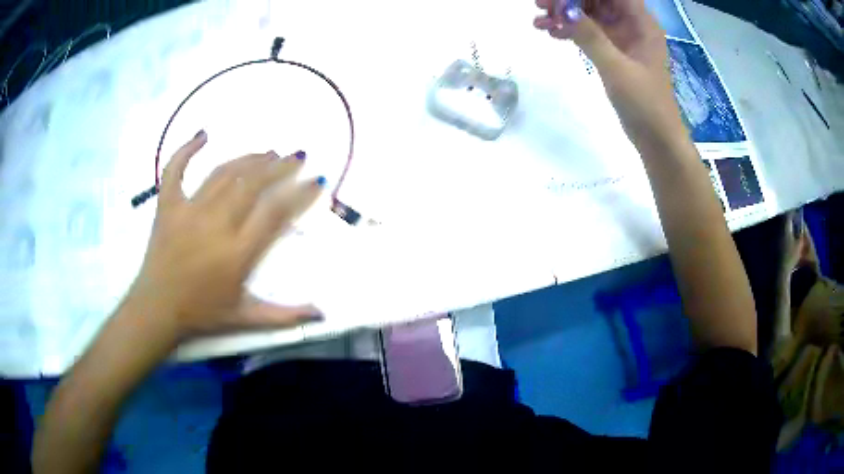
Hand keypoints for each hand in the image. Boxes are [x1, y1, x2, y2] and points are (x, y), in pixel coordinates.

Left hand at [130, 131, 324, 341]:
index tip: (316, 179)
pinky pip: (175, 170)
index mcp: (237, 253)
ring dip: (249, 159)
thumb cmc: (201, 314)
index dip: (300, 193)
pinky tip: (203, 135)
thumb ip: (285, 316)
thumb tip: (322, 315)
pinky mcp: (167, 206)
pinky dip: (187, 149)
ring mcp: (189, 211)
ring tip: (268, 152)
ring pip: (224, 173)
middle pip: (253, 184)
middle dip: (280, 167)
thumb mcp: (246, 319)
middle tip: (297, 156)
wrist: (156, 310)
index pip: (275, 212)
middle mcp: (216, 225)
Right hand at [533, 0, 683, 146]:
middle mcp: (632, 25)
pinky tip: (552, 34)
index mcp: (641, 23)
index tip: (558, 1)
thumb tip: (564, 10)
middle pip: (597, 0)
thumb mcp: (616, 68)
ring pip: (590, 15)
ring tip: (538, 22)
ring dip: (566, 15)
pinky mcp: (615, 53)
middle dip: (569, 0)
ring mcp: (623, 39)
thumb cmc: (645, 104)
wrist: (656, 139)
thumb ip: (590, 36)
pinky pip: (590, 33)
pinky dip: (572, 31)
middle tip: (540, 6)